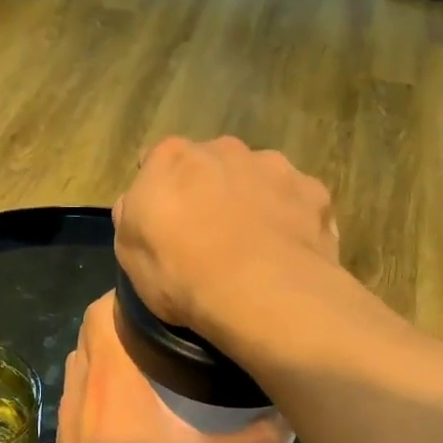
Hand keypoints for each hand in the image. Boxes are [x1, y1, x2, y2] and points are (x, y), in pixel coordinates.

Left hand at [37, 293, 288, 442]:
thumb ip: (255, 441)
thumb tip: (291, 418)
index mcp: (114, 378)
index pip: (101, 311)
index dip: (125, 295)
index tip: (162, 299)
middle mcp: (84, 386)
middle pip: (90, 330)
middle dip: (120, 320)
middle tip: (164, 328)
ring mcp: (68, 413)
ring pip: (81, 360)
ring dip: (107, 351)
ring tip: (148, 358)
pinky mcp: (64, 438)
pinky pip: (78, 390)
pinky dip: (98, 382)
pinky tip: (128, 405)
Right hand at [113, 136, 338, 331]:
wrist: (260, 293)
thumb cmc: (181, 276)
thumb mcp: (129, 255)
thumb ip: (133, 217)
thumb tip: (140, 204)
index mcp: (171, 159)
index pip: (157, 160)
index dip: (161, 191)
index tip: (166, 223)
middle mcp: (224, 149)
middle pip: (212, 164)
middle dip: (211, 190)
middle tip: (212, 237)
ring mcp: (274, 166)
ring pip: (258, 178)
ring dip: (254, 201)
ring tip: (255, 249)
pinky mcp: (313, 192)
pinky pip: (297, 202)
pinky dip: (291, 220)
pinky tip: (288, 254)